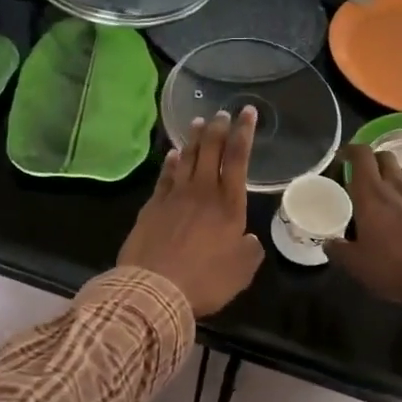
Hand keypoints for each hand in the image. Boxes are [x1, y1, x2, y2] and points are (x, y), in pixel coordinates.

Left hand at [118, 109, 264, 315]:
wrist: (155, 289)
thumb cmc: (205, 280)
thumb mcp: (241, 271)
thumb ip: (249, 251)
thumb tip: (248, 239)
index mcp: (229, 205)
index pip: (238, 159)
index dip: (244, 133)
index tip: (247, 112)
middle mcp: (202, 193)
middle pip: (211, 151)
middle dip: (218, 129)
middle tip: (222, 113)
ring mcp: (174, 197)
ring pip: (187, 159)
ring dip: (194, 139)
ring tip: (199, 123)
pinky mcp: (152, 207)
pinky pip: (165, 177)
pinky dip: (171, 162)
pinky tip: (174, 154)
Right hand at [325, 145, 401, 315]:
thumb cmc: (394, 268)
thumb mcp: (357, 265)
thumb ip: (339, 250)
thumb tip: (329, 244)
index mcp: (371, 194)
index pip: (361, 155)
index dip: (350, 150)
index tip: (341, 158)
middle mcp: (396, 187)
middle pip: (385, 156)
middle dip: (372, 160)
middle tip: (362, 176)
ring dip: (396, 172)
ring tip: (388, 188)